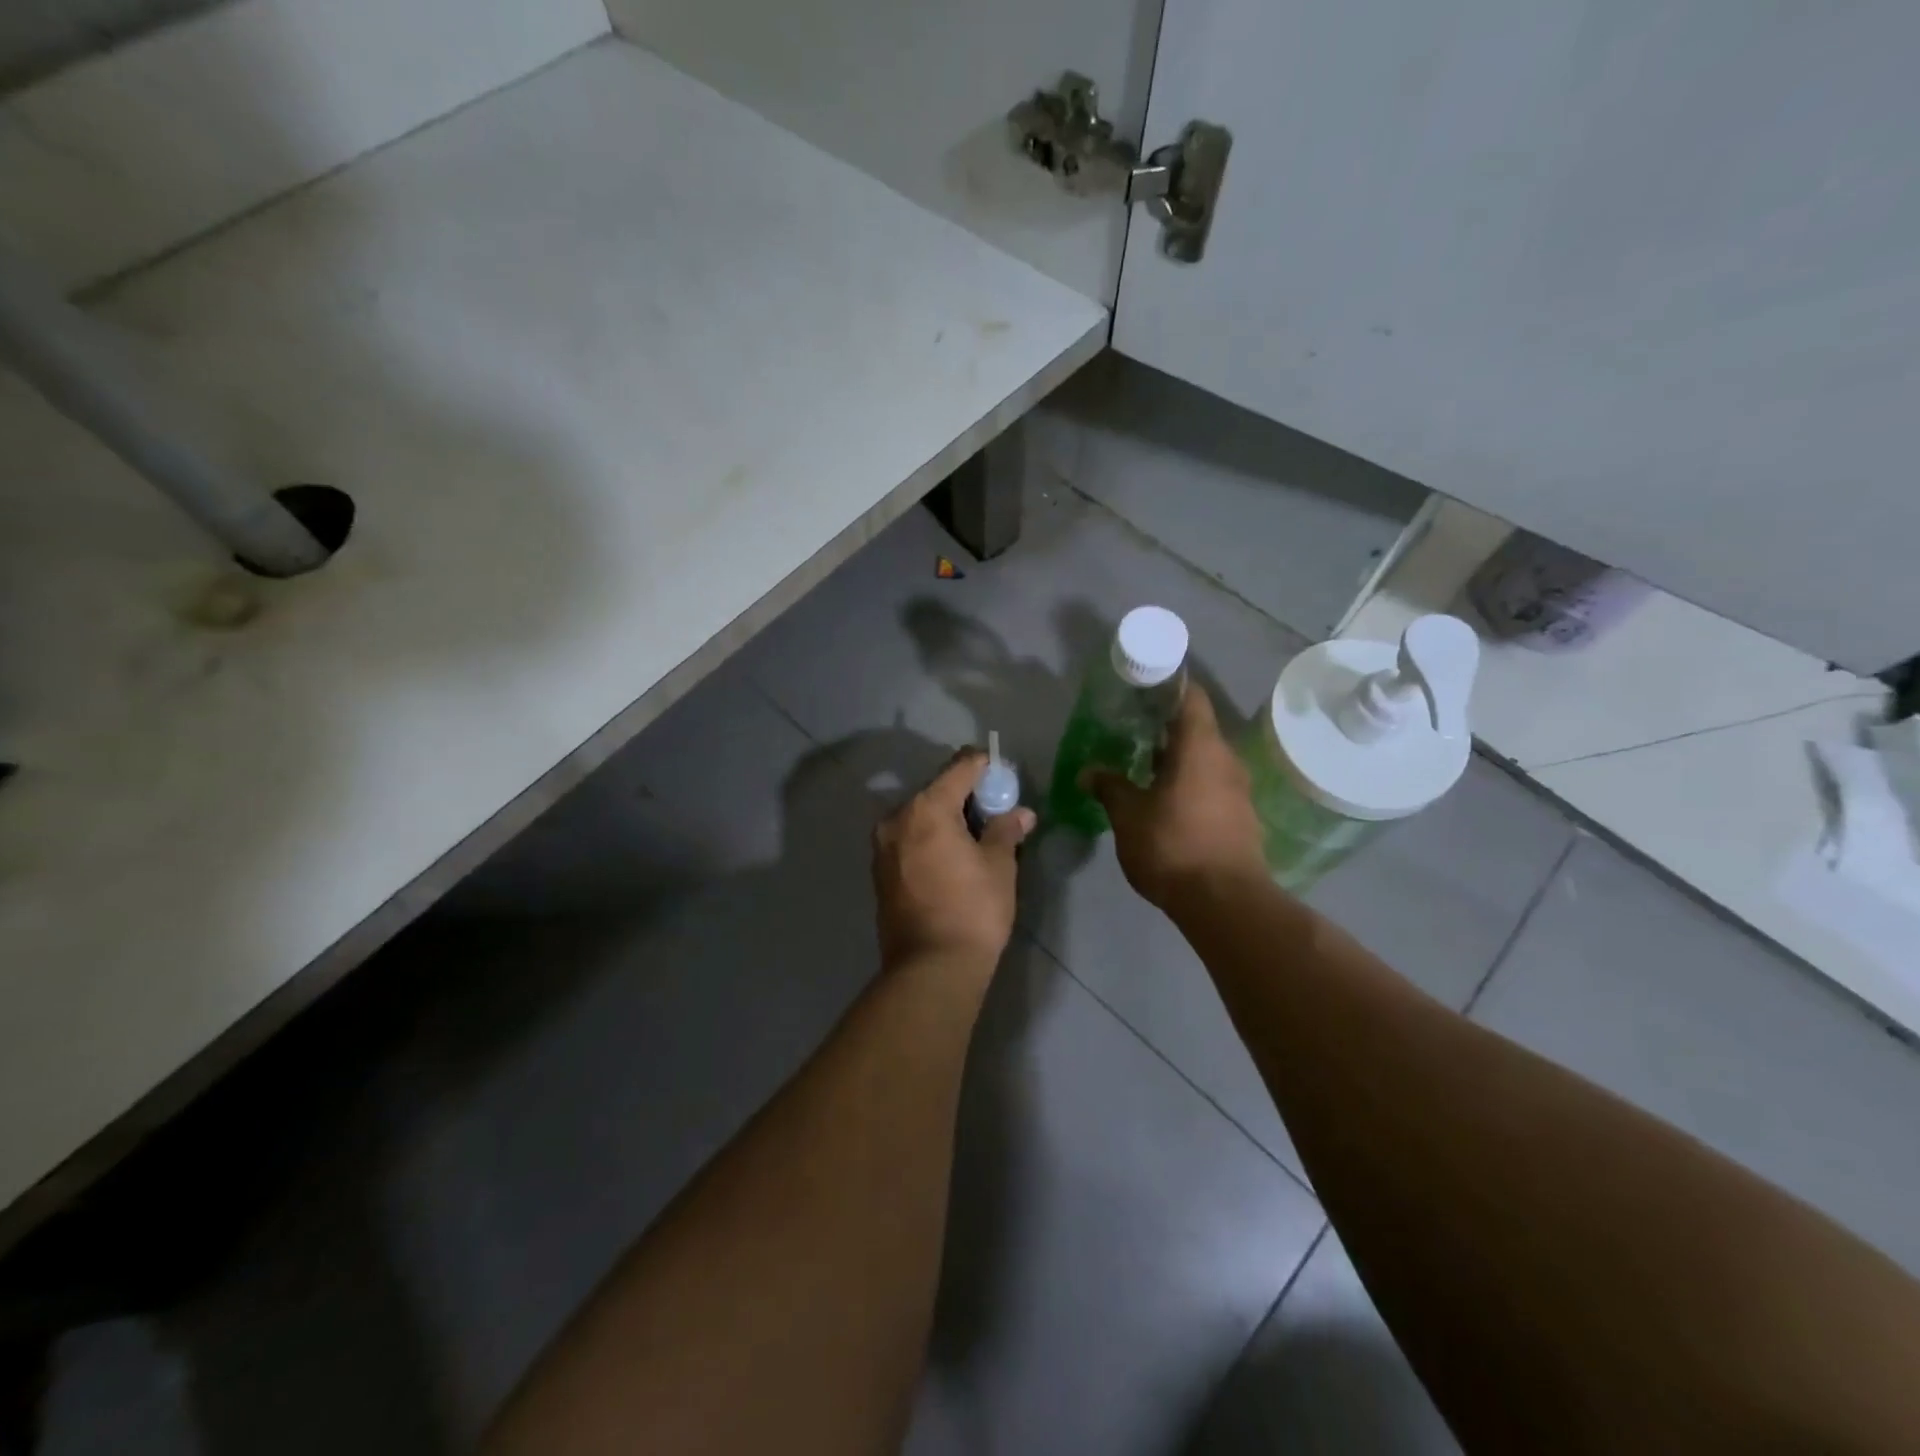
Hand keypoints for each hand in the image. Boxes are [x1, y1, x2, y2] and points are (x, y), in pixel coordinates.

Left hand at [873, 750, 1036, 970]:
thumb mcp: (999, 866)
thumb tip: (1021, 813)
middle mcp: (897, 818)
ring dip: (947, 818)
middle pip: (936, 790)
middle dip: (966, 794)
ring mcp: (883, 846)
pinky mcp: (880, 872)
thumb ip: (1006, 830)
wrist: (930, 969)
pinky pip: (910, 839)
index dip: (985, 766)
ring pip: (920, 816)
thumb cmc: (972, 910)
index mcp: (926, 808)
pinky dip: (931, 838)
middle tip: (996, 807)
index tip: (1005, 774)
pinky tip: (952, 856)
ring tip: (977, 834)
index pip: (959, 768)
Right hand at [1084, 687, 1267, 909]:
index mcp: (1200, 747)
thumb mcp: (1128, 815)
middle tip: (1131, 728)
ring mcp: (1237, 789)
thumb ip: (1109, 787)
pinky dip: (1188, 782)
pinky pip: (1211, 784)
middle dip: (1164, 726)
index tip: (1143, 686)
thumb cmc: (1173, 845)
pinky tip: (1164, 798)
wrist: (1225, 902)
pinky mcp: (1240, 816)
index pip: (1191, 697)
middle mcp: (1225, 759)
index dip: (1169, 686)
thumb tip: (1089, 771)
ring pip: (1204, 759)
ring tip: (1141, 764)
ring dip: (1176, 758)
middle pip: (1197, 728)